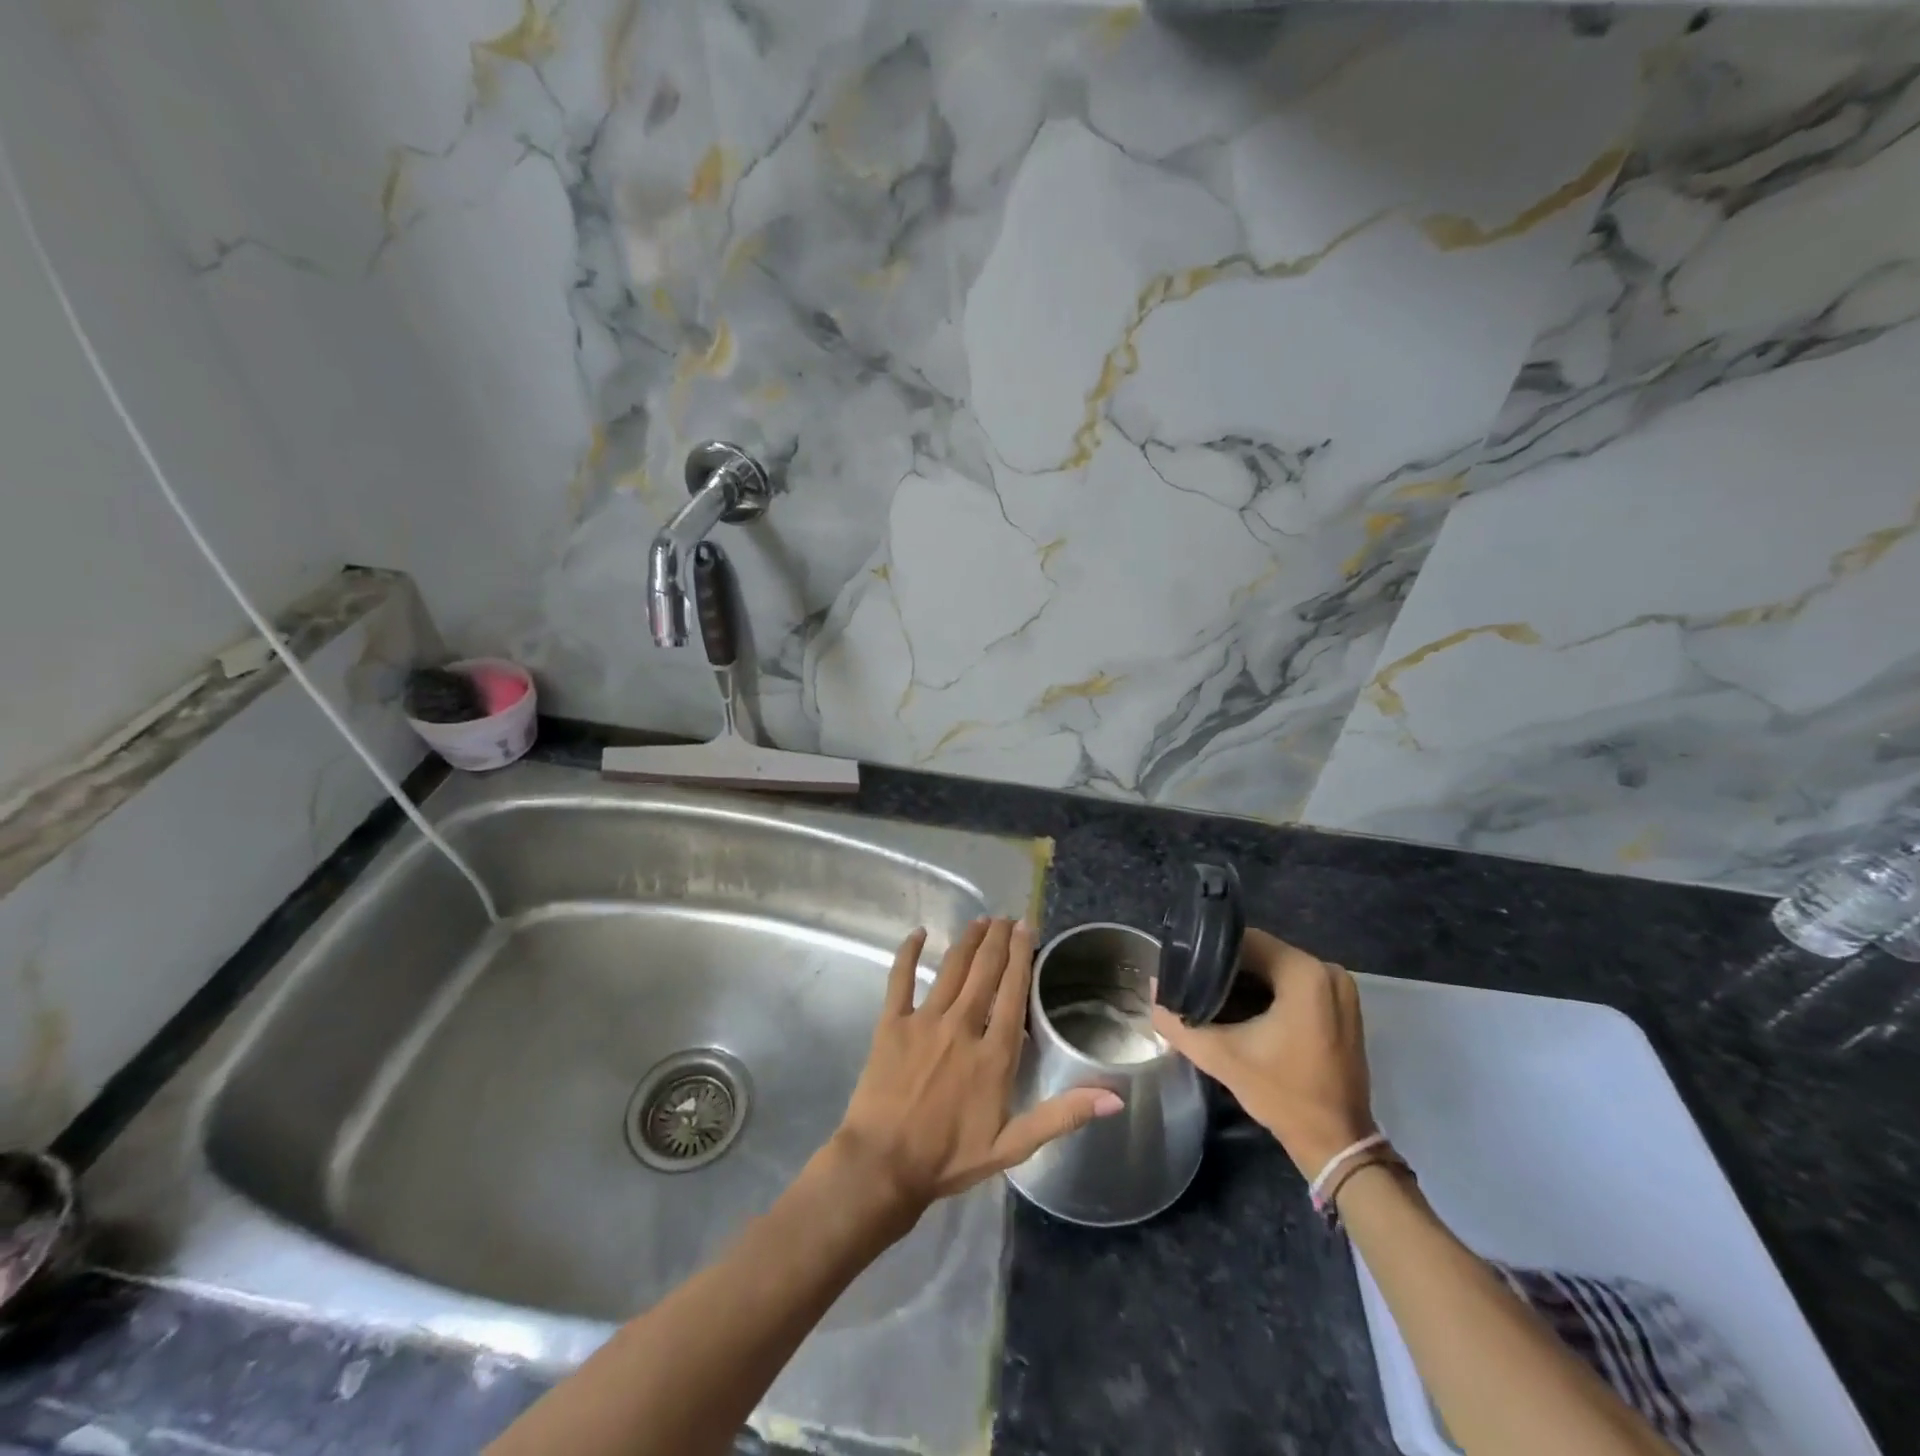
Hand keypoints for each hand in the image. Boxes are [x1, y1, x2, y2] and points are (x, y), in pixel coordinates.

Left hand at [833, 918, 1123, 1218]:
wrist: (884, 1165)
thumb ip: (1062, 1115)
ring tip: (980, 921)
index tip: (1027, 928)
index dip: (1022, 955)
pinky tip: (918, 933)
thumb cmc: (950, 1157)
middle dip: (998, 939)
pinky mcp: (891, 1023)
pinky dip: (909, 953)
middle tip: (1007, 917)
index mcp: (994, 1053)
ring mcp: (924, 1021)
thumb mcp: (1014, 1145)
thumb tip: (1113, 1096)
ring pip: (951, 969)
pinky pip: (900, 979)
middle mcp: (962, 1026)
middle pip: (985, 971)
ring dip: (967, 941)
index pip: (1013, 991)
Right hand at [1151, 929, 1374, 1180]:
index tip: (1185, 969)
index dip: (1210, 952)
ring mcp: (1338, 988)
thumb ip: (1179, 1022)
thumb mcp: (1221, 1056)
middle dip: (1226, 969)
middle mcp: (1326, 971)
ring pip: (1276, 969)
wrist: (1335, 1143)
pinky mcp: (1341, 1006)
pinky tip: (1243, 1012)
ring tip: (1211, 998)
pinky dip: (1268, 994)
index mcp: (1304, 973)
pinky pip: (1294, 984)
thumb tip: (1153, 992)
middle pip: (1262, 953)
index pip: (1245, 940)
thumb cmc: (1282, 1093)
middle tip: (1193, 986)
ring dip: (1246, 982)